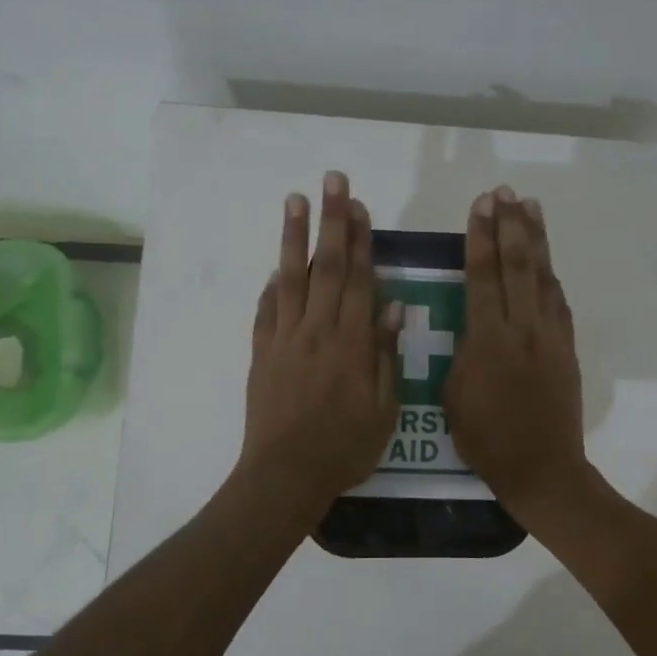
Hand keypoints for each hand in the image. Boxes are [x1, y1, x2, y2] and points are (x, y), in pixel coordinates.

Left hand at [237, 170, 402, 513]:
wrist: (285, 475)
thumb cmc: (344, 448)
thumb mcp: (383, 409)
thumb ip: (386, 355)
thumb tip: (394, 307)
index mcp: (352, 343)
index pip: (359, 279)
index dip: (361, 240)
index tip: (361, 206)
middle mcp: (317, 330)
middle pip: (327, 266)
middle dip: (332, 221)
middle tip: (332, 180)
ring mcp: (285, 339)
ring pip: (291, 278)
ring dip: (294, 237)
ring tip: (295, 200)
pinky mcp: (262, 353)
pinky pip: (267, 311)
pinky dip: (272, 286)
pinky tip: (276, 267)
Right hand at [444, 186, 590, 516]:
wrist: (541, 467)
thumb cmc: (486, 438)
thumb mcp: (453, 395)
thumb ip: (464, 351)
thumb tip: (473, 325)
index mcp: (488, 339)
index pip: (482, 276)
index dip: (480, 237)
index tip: (480, 205)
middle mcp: (523, 328)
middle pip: (517, 265)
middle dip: (509, 225)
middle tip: (504, 192)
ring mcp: (551, 336)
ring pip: (543, 277)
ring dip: (536, 239)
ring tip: (530, 206)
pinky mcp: (567, 348)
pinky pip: (559, 302)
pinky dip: (551, 275)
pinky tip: (546, 259)